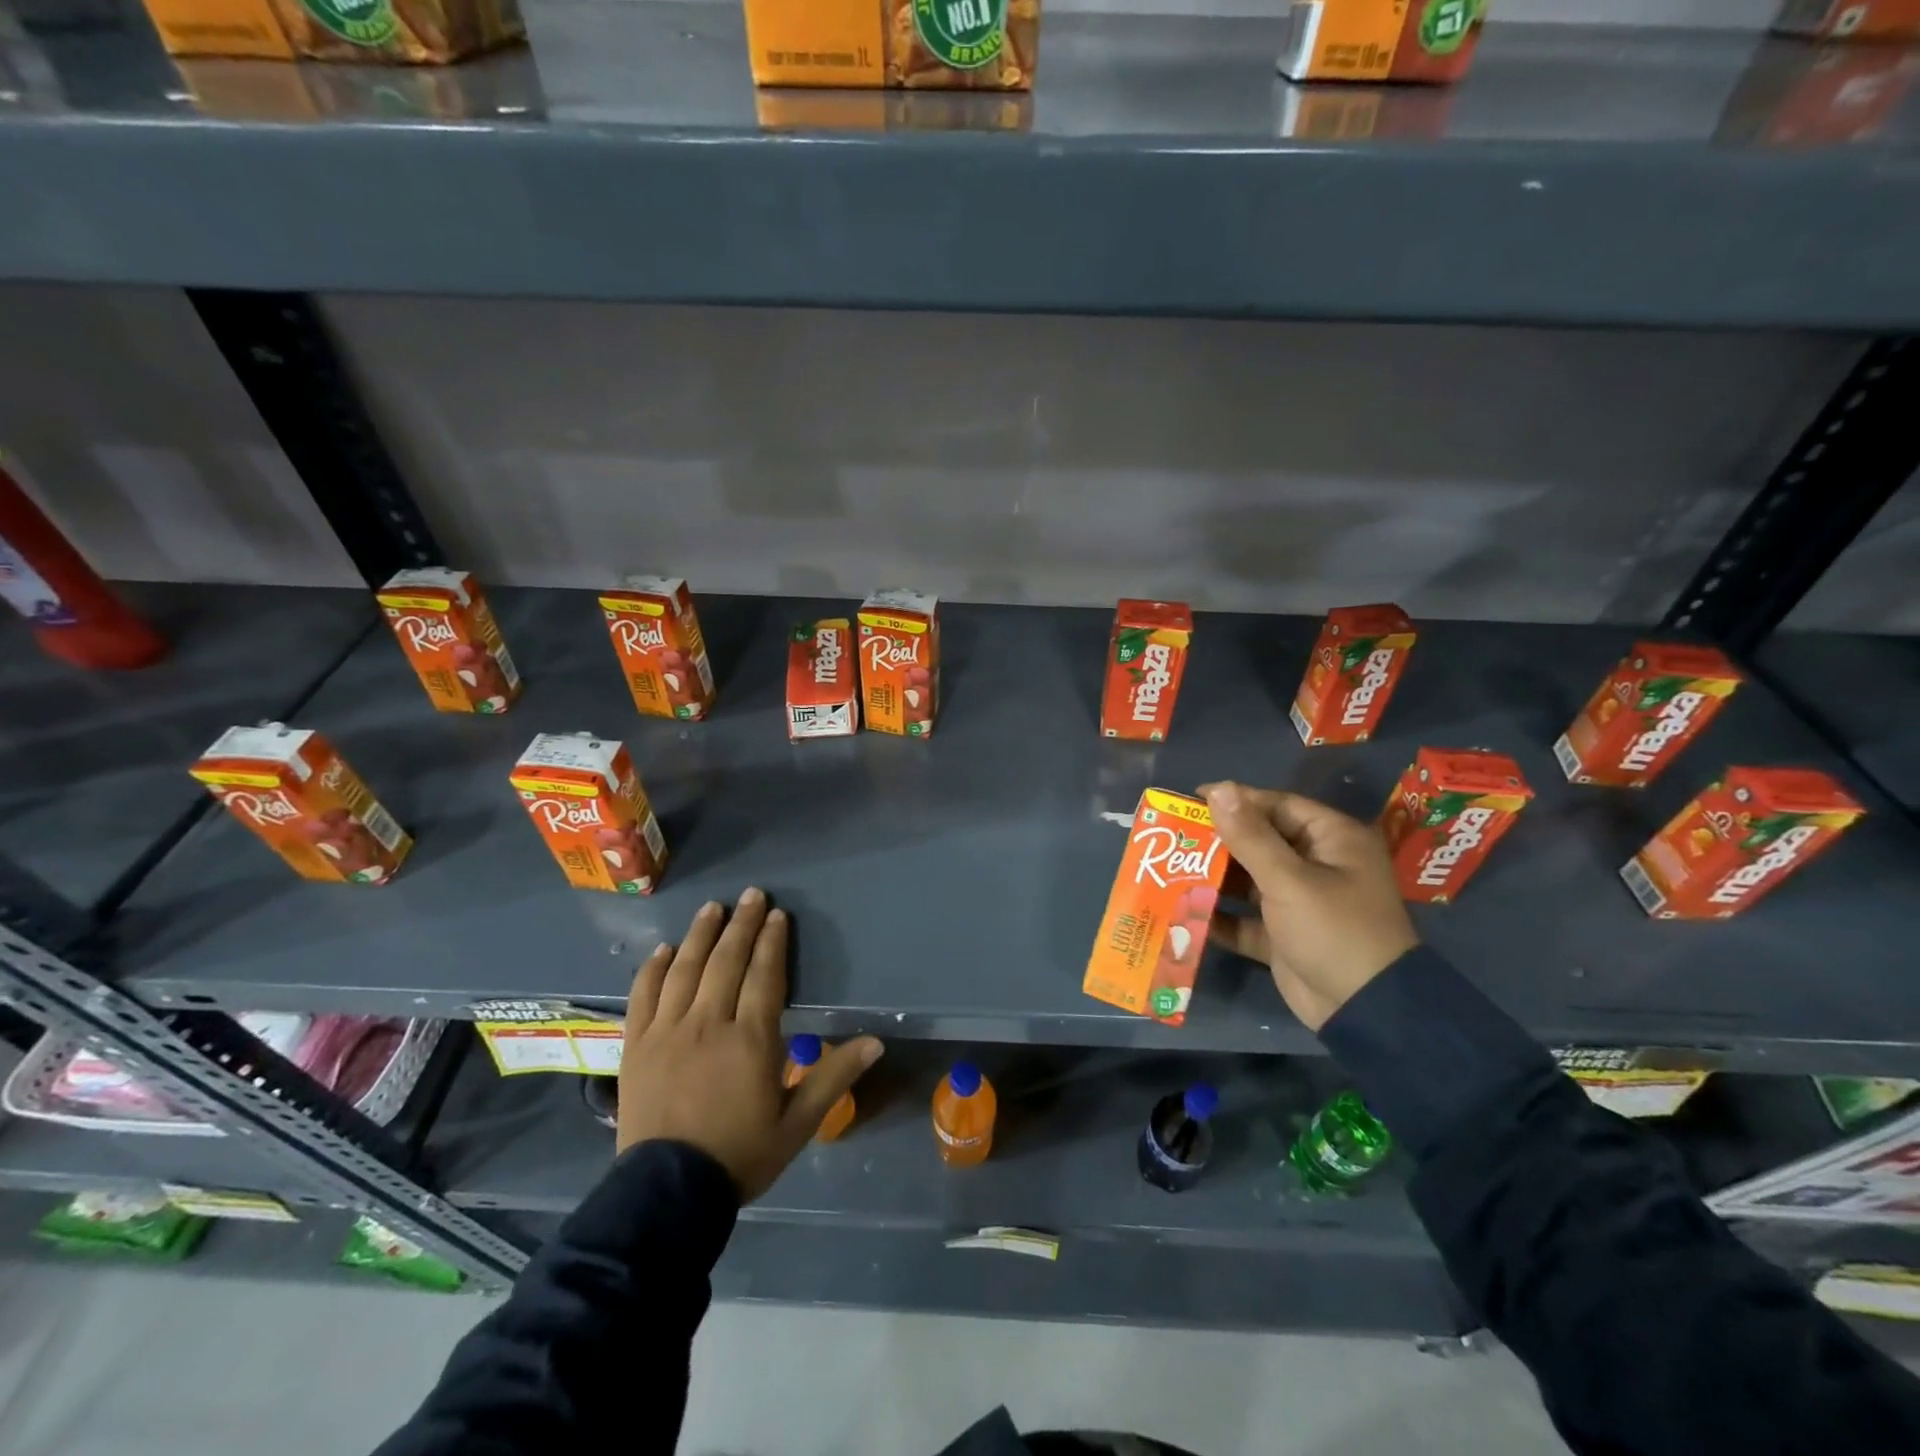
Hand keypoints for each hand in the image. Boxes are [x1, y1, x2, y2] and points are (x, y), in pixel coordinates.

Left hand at [617, 888, 882, 1200]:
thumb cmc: (740, 1155)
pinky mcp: (636, 1046)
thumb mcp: (797, 1123)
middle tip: (752, 895)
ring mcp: (667, 1031)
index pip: (764, 975)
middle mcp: (708, 1023)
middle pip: (727, 961)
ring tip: (713, 908)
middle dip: (742, 925)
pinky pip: (643, 996)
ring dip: (701, 935)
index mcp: (750, 1038)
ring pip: (685, 970)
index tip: (778, 915)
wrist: (666, 1195)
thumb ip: (833, 1076)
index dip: (772, 942)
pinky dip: (654, 969)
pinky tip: (664, 950)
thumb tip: (876, 1041)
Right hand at [1198, 782, 1418, 1031]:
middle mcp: (1317, 865)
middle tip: (1173, 838)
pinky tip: (1184, 912)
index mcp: (1331, 840)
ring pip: (1249, 880)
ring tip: (1169, 871)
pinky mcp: (1284, 936)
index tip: (1190, 799)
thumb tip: (1219, 788)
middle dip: (1217, 842)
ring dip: (1214, 879)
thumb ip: (1249, 836)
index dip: (1235, 800)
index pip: (1277, 806)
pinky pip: (1246, 919)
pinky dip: (1221, 917)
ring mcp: (1300, 903)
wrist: (1366, 1011)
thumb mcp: (1289, 880)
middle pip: (1259, 842)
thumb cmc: (1334, 930)